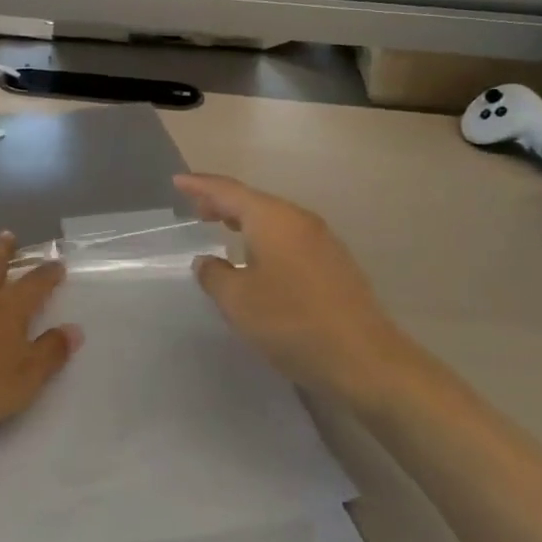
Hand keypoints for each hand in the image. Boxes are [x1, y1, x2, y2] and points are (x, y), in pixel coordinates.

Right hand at [175, 173, 403, 397]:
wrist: (364, 359)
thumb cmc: (291, 322)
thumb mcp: (237, 300)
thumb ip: (214, 275)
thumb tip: (208, 262)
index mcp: (272, 219)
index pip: (228, 191)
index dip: (200, 185)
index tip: (177, 181)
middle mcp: (299, 220)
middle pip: (253, 201)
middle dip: (222, 202)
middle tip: (195, 208)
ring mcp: (322, 241)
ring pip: (274, 220)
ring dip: (245, 221)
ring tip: (222, 228)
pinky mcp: (334, 264)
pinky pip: (289, 239)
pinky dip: (264, 238)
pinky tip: (257, 259)